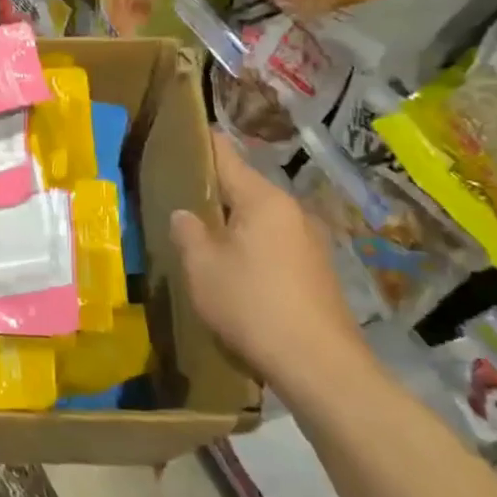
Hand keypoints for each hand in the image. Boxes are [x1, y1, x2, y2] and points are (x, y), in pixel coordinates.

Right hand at [170, 133, 370, 397]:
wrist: (319, 364)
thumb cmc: (252, 304)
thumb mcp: (202, 267)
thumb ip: (188, 232)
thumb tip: (185, 214)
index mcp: (263, 200)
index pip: (227, 157)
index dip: (203, 143)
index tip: (182, 132)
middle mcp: (291, 211)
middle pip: (245, 188)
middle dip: (213, 190)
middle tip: (178, 195)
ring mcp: (309, 241)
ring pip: (259, 218)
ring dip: (232, 222)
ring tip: (201, 233)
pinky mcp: (315, 270)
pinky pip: (273, 243)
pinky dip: (250, 245)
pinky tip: (233, 268)